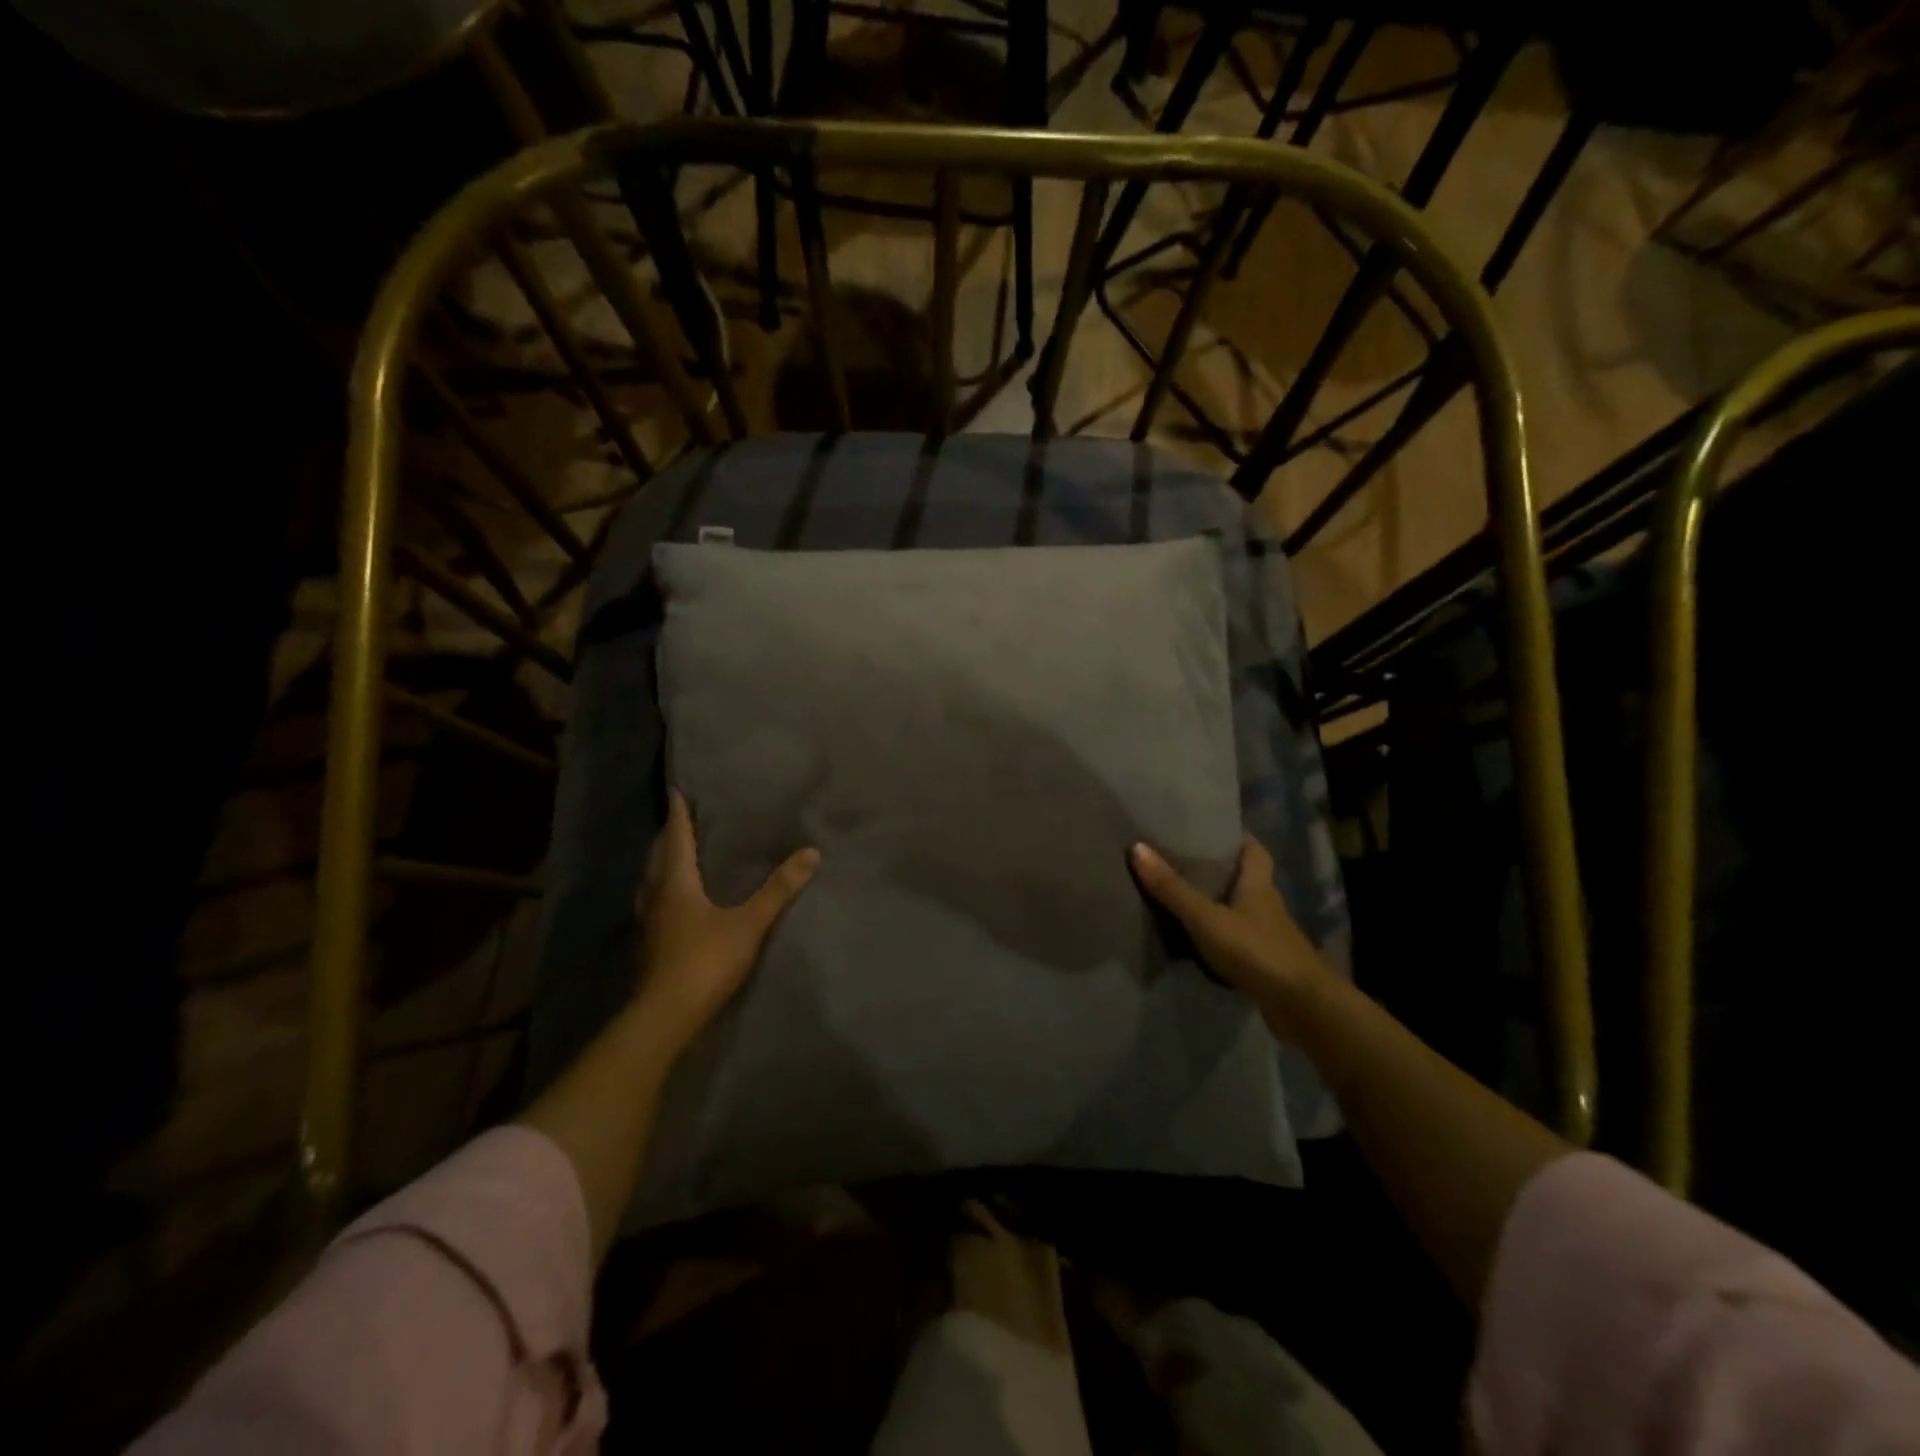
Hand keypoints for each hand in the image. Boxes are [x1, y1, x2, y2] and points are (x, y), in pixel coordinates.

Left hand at [632, 789, 819, 1053]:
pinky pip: (653, 906)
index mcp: (676, 883)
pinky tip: (672, 903)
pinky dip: (662, 892)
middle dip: (668, 836)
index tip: (676, 790)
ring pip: (650, 883)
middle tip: (679, 819)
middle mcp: (655, 897)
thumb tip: (811, 852)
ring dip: (661, 865)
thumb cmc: (704, 961)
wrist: (664, 1017)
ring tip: (674, 856)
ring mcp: (648, 924)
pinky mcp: (648, 947)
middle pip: (658, 858)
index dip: (679, 814)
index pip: (677, 838)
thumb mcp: (749, 923)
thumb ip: (779, 889)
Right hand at [1129, 835, 1334, 1038]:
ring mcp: (1269, 937)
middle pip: (1247, 879)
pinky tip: (1199, 942)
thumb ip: (1172, 888)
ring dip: (1220, 906)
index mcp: (1259, 886)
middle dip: (1221, 871)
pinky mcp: (1266, 965)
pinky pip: (1239, 942)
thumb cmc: (1256, 951)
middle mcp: (1268, 906)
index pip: (1255, 851)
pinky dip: (1221, 938)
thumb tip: (1137, 847)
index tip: (1212, 831)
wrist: (1303, 1007)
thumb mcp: (1206, 918)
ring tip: (1184, 898)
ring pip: (1242, 912)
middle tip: (1184, 862)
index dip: (1238, 839)